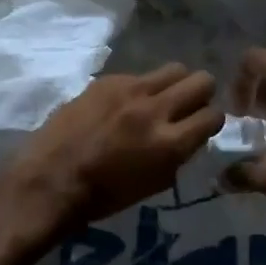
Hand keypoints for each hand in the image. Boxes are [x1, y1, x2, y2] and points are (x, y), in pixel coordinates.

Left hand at [0, 64, 224, 231]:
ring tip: (160, 100)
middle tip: (187, 107)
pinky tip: (123, 105)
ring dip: (175, 84)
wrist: (51, 180)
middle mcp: (156, 110)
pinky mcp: (107, 81)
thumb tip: (188, 135)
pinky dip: (140, 88)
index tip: (202, 126)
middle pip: (202, 81)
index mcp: (170, 144)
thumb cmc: (103, 195)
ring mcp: (131, 90)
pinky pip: (139, 75)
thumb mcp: (155, 184)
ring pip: (175, 69)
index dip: (212, 121)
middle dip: (201, 94)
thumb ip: (178, 155)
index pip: (214, 116)